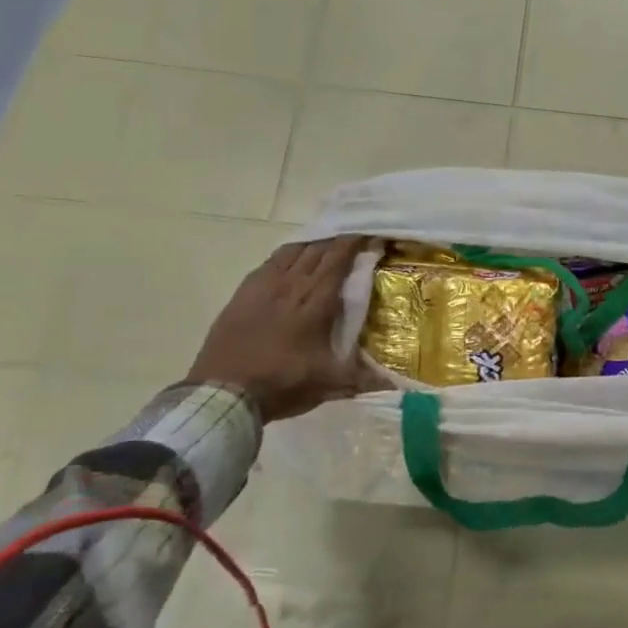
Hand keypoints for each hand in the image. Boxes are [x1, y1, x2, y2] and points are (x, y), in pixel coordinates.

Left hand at [186, 236, 373, 422]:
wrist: (224, 393)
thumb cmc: (282, 384)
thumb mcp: (330, 384)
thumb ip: (366, 379)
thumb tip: (402, 386)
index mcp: (316, 302)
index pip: (338, 260)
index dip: (355, 243)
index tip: (371, 234)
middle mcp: (292, 285)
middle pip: (317, 251)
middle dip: (338, 240)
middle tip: (354, 237)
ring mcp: (264, 287)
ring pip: (293, 251)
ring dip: (312, 245)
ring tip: (325, 245)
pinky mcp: (243, 294)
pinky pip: (270, 262)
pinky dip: (287, 256)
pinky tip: (290, 261)